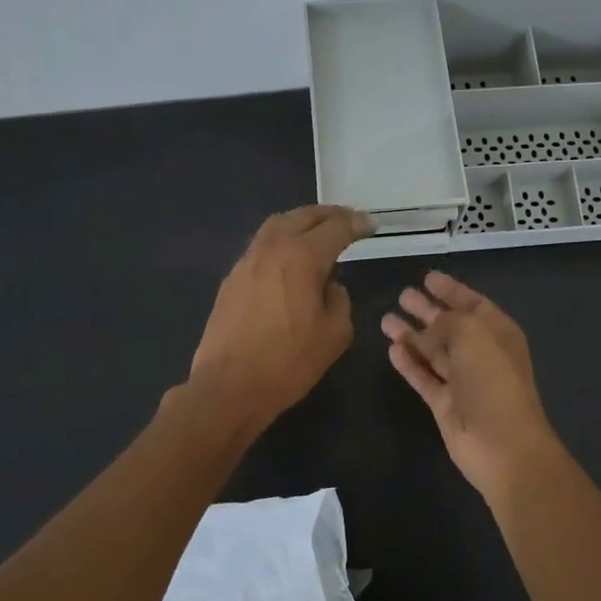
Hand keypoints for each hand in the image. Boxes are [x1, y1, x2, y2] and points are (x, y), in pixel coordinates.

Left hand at [187, 205, 372, 430]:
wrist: (230, 386)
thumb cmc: (289, 362)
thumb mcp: (334, 334)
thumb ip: (340, 301)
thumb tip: (330, 286)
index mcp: (302, 257)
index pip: (336, 228)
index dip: (357, 224)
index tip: (370, 226)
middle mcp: (272, 248)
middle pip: (303, 216)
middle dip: (329, 214)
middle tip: (347, 219)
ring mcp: (247, 261)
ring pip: (277, 225)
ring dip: (301, 221)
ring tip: (318, 231)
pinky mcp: (232, 279)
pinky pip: (261, 246)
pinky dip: (281, 240)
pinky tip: (289, 258)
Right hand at [381, 270, 562, 498]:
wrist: (501, 445)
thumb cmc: (492, 381)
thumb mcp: (472, 335)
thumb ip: (448, 321)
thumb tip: (430, 326)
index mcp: (497, 333)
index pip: (472, 304)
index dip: (451, 290)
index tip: (428, 277)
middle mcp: (480, 354)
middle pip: (449, 326)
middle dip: (427, 310)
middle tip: (402, 295)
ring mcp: (462, 381)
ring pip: (433, 351)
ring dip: (411, 335)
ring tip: (386, 319)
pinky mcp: (444, 404)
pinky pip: (423, 377)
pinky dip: (409, 363)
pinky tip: (392, 349)